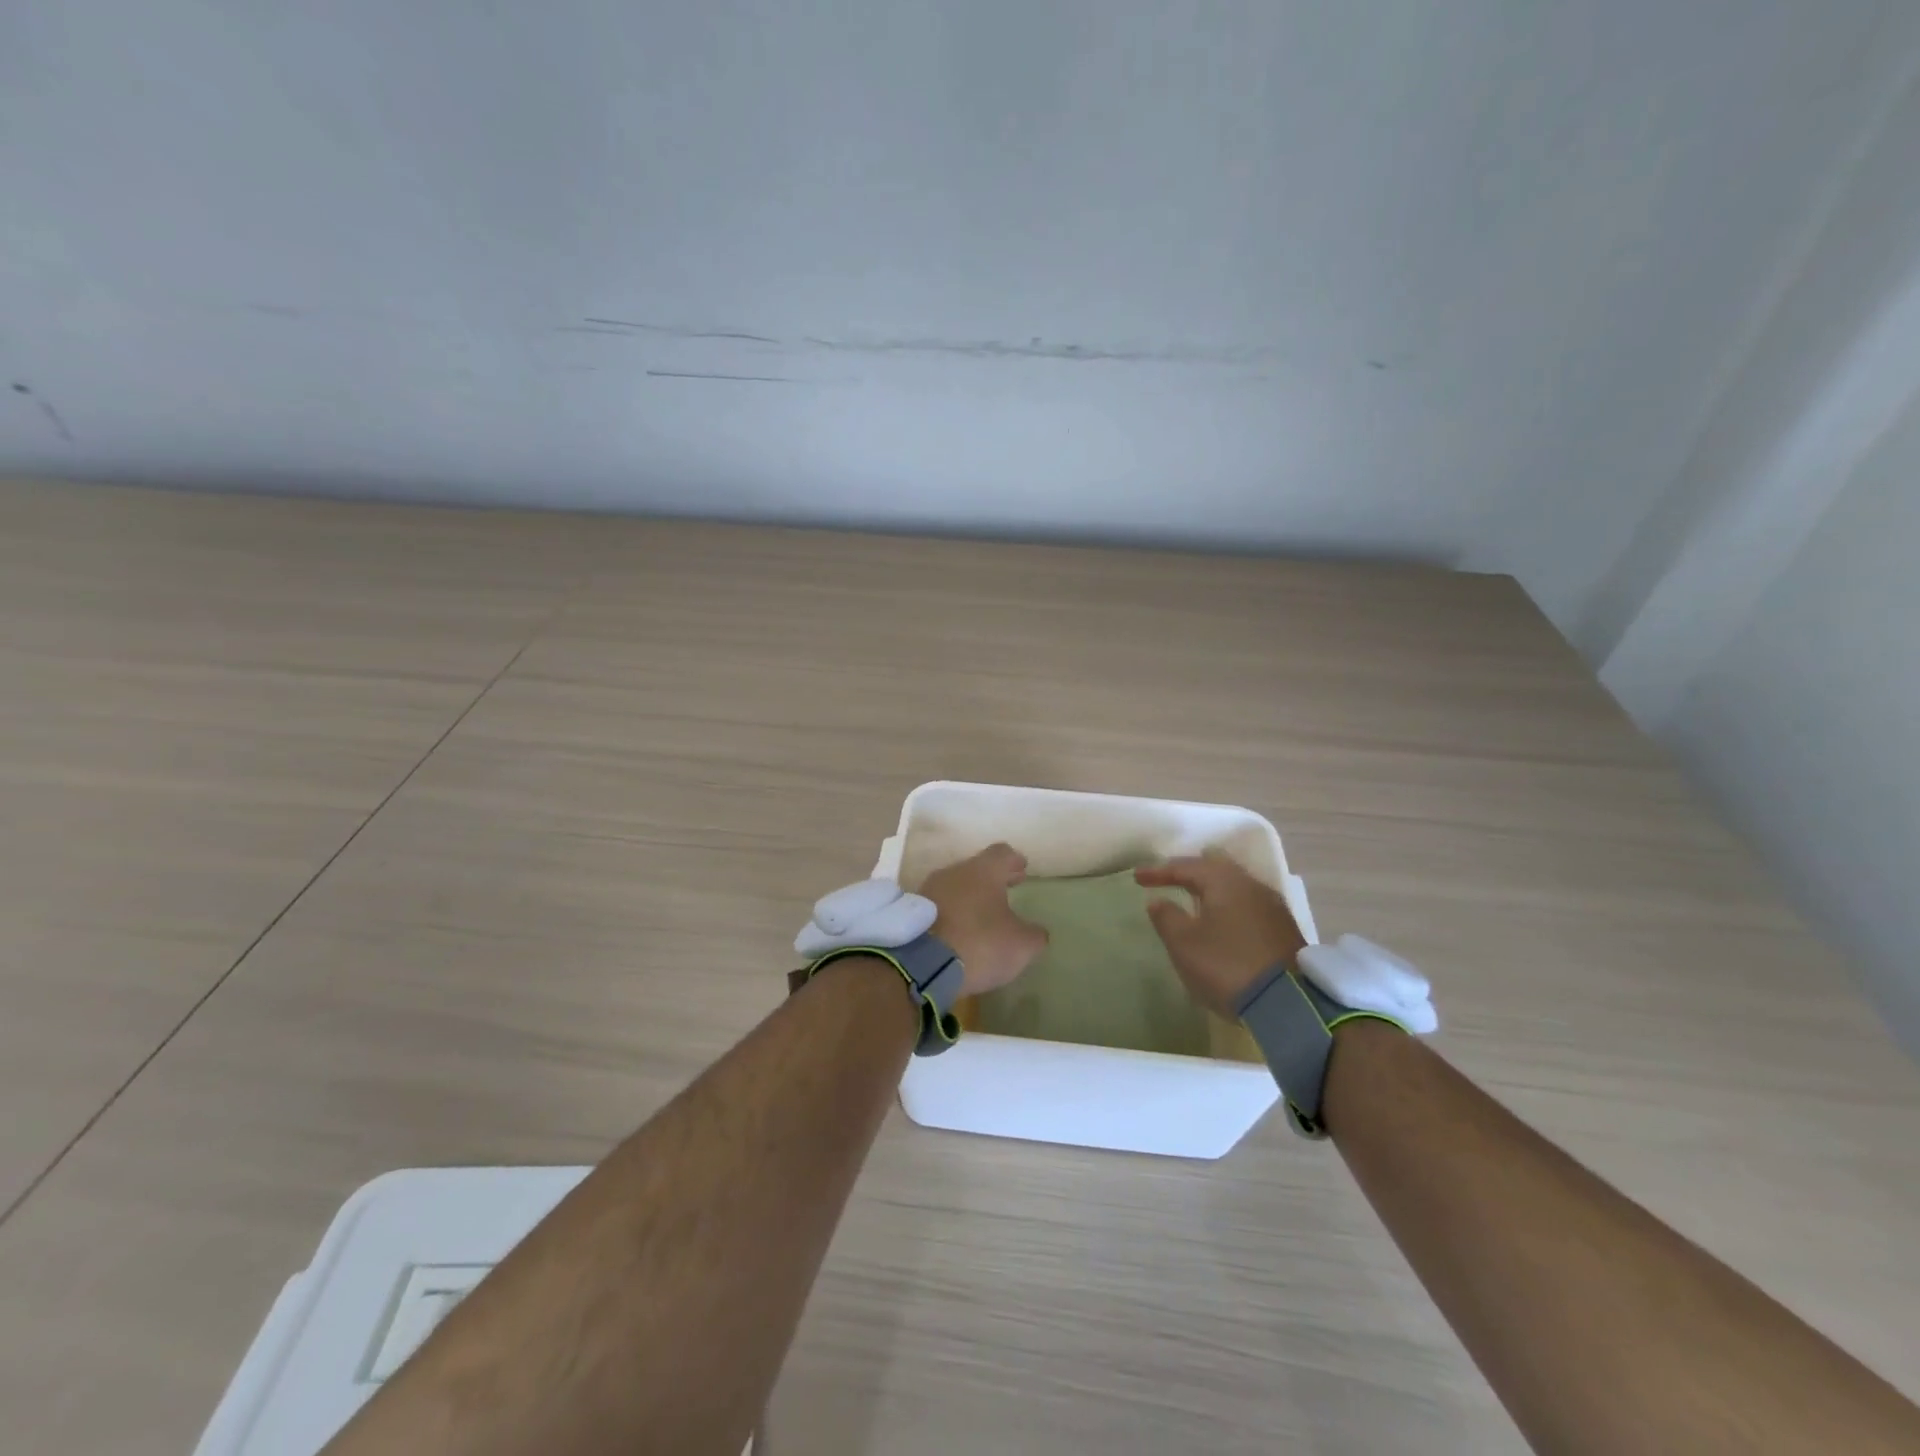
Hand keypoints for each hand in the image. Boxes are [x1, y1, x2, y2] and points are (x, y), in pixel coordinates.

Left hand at [920, 843, 1048, 996]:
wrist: (920, 964)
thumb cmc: (979, 944)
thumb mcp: (1021, 946)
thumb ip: (1033, 935)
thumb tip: (1036, 932)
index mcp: (983, 871)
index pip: (1002, 853)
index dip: (1014, 861)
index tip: (1022, 869)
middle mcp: (954, 872)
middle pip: (976, 868)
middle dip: (992, 879)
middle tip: (1006, 889)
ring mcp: (929, 889)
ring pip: (955, 886)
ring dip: (969, 896)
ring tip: (981, 914)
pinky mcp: (912, 912)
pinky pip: (938, 906)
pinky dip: (950, 913)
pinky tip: (958, 930)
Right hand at [1136, 854, 1306, 1017]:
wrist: (1290, 1004)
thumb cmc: (1227, 966)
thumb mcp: (1184, 944)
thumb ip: (1167, 918)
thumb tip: (1158, 901)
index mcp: (1224, 881)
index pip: (1186, 867)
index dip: (1159, 872)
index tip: (1137, 878)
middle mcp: (1251, 885)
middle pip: (1216, 867)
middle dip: (1191, 871)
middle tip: (1171, 877)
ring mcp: (1272, 906)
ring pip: (1236, 885)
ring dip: (1212, 888)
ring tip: (1195, 897)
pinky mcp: (1284, 928)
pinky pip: (1248, 904)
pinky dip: (1229, 904)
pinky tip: (1223, 918)